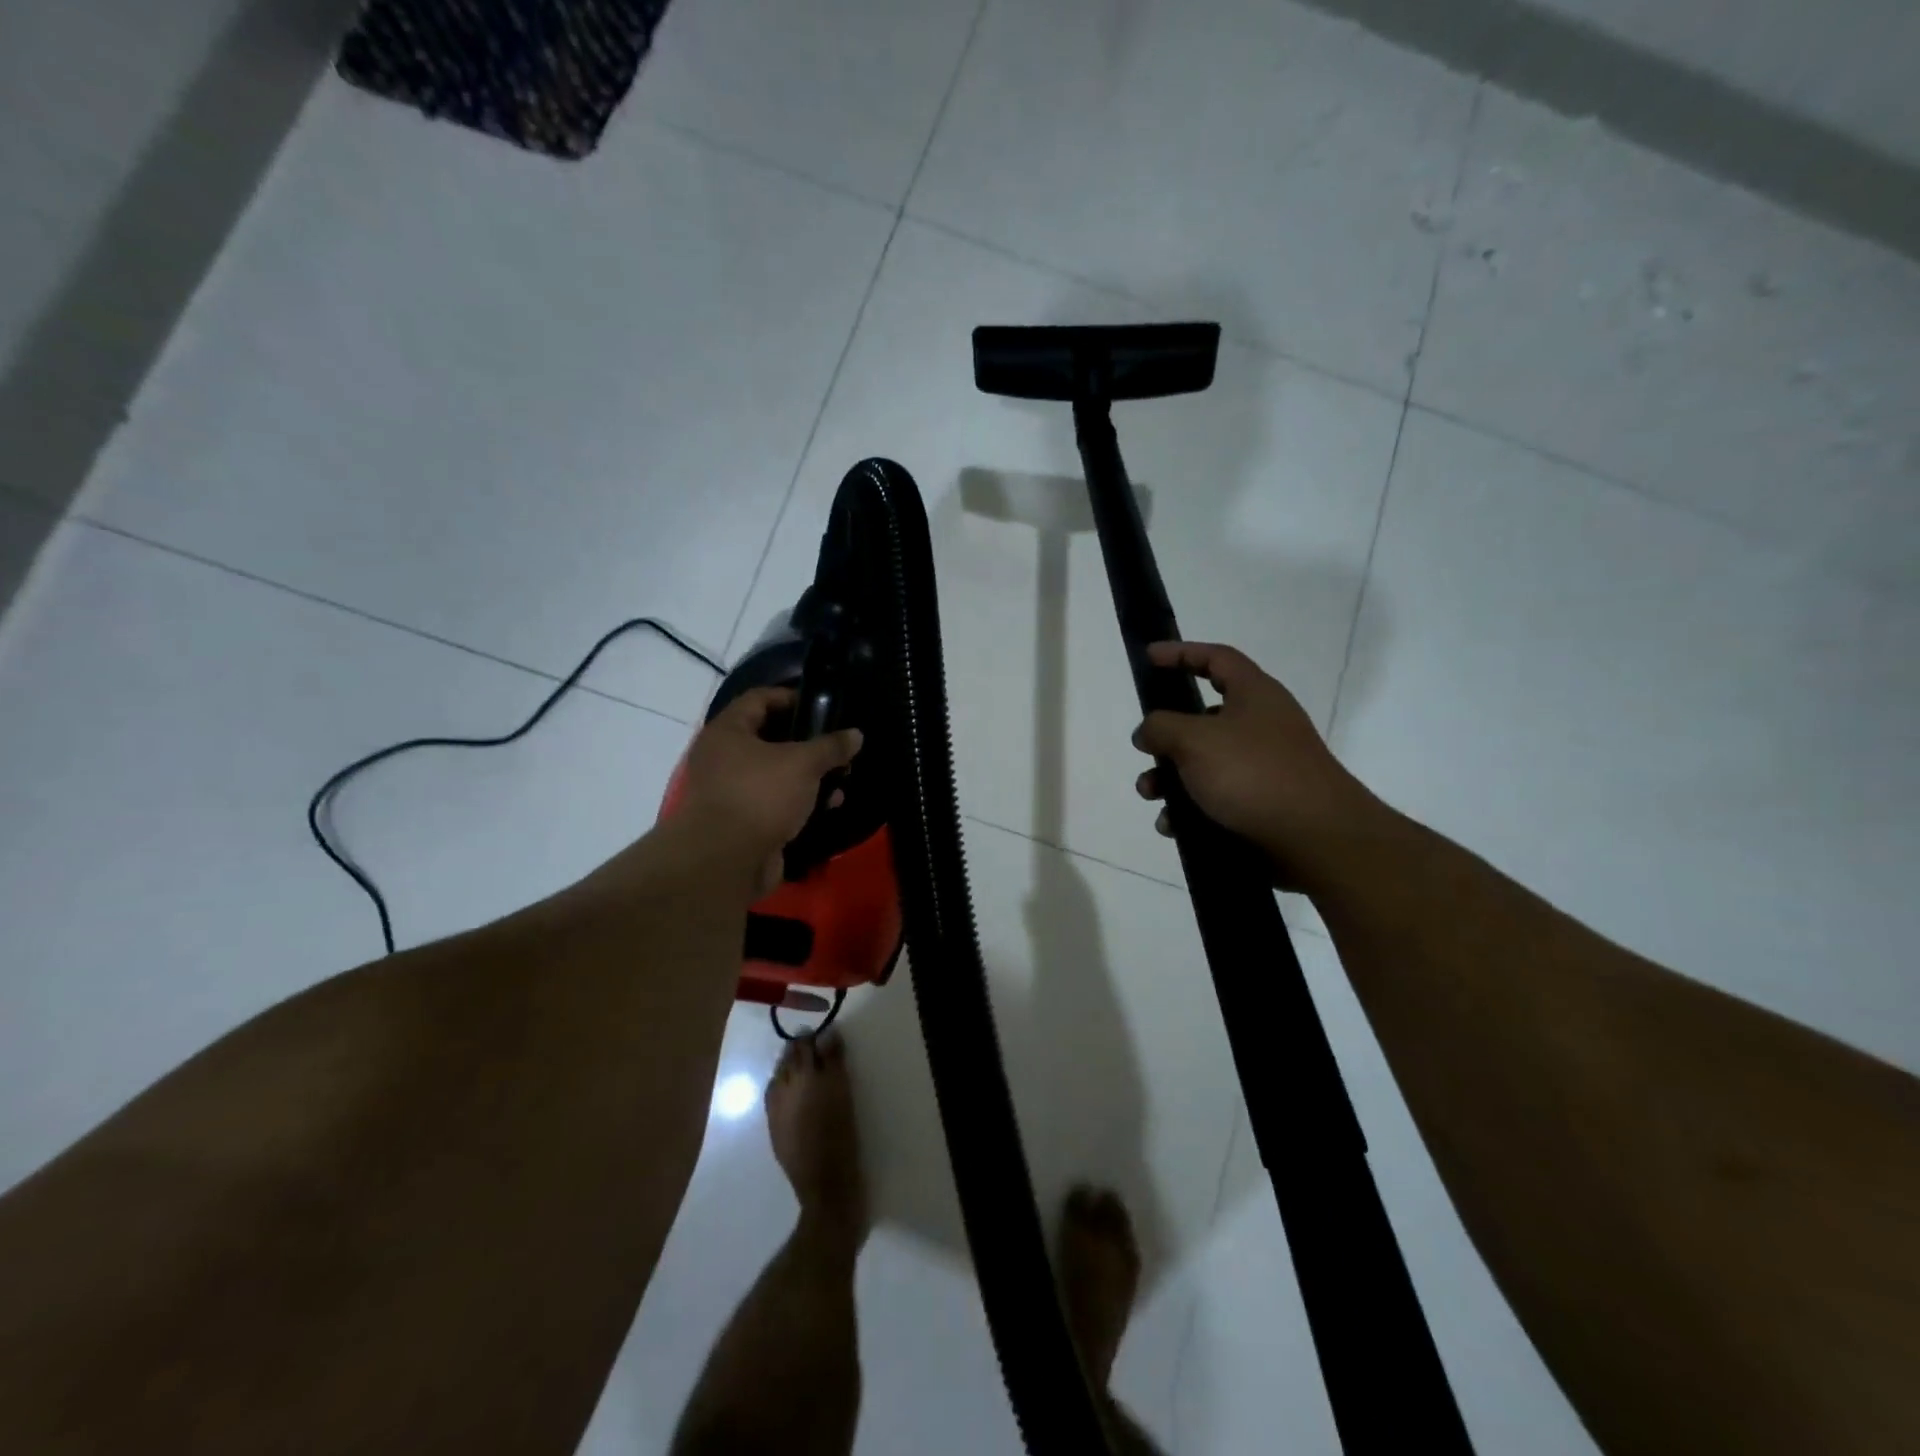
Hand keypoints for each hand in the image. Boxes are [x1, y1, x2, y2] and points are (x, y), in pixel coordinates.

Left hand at [678, 687, 862, 894]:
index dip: (792, 696)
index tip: (823, 705)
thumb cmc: (761, 795)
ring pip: (777, 772)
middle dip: (808, 742)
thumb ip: (831, 746)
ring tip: (842, 779)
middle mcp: (723, 756)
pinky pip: (776, 801)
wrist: (726, 862)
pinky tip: (828, 806)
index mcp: (728, 731)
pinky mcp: (743, 820)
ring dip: (810, 775)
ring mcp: (731, 790)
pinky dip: (801, 801)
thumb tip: (856, 734)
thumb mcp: (803, 763)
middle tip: (838, 746)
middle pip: (771, 737)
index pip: (760, 698)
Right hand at [1131, 641, 1379, 885]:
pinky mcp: (1260, 806)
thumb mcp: (1195, 740)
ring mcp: (1262, 768)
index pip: (1216, 659)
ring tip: (1151, 796)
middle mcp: (1260, 726)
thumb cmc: (1254, 774)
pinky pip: (1214, 800)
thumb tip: (1147, 731)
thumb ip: (1161, 726)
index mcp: (1254, 695)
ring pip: (1202, 764)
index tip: (1148, 657)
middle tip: (1143, 750)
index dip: (1181, 653)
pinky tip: (1173, 826)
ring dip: (1169, 779)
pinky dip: (1189, 809)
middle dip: (1165, 737)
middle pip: (1202, 719)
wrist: (1315, 839)